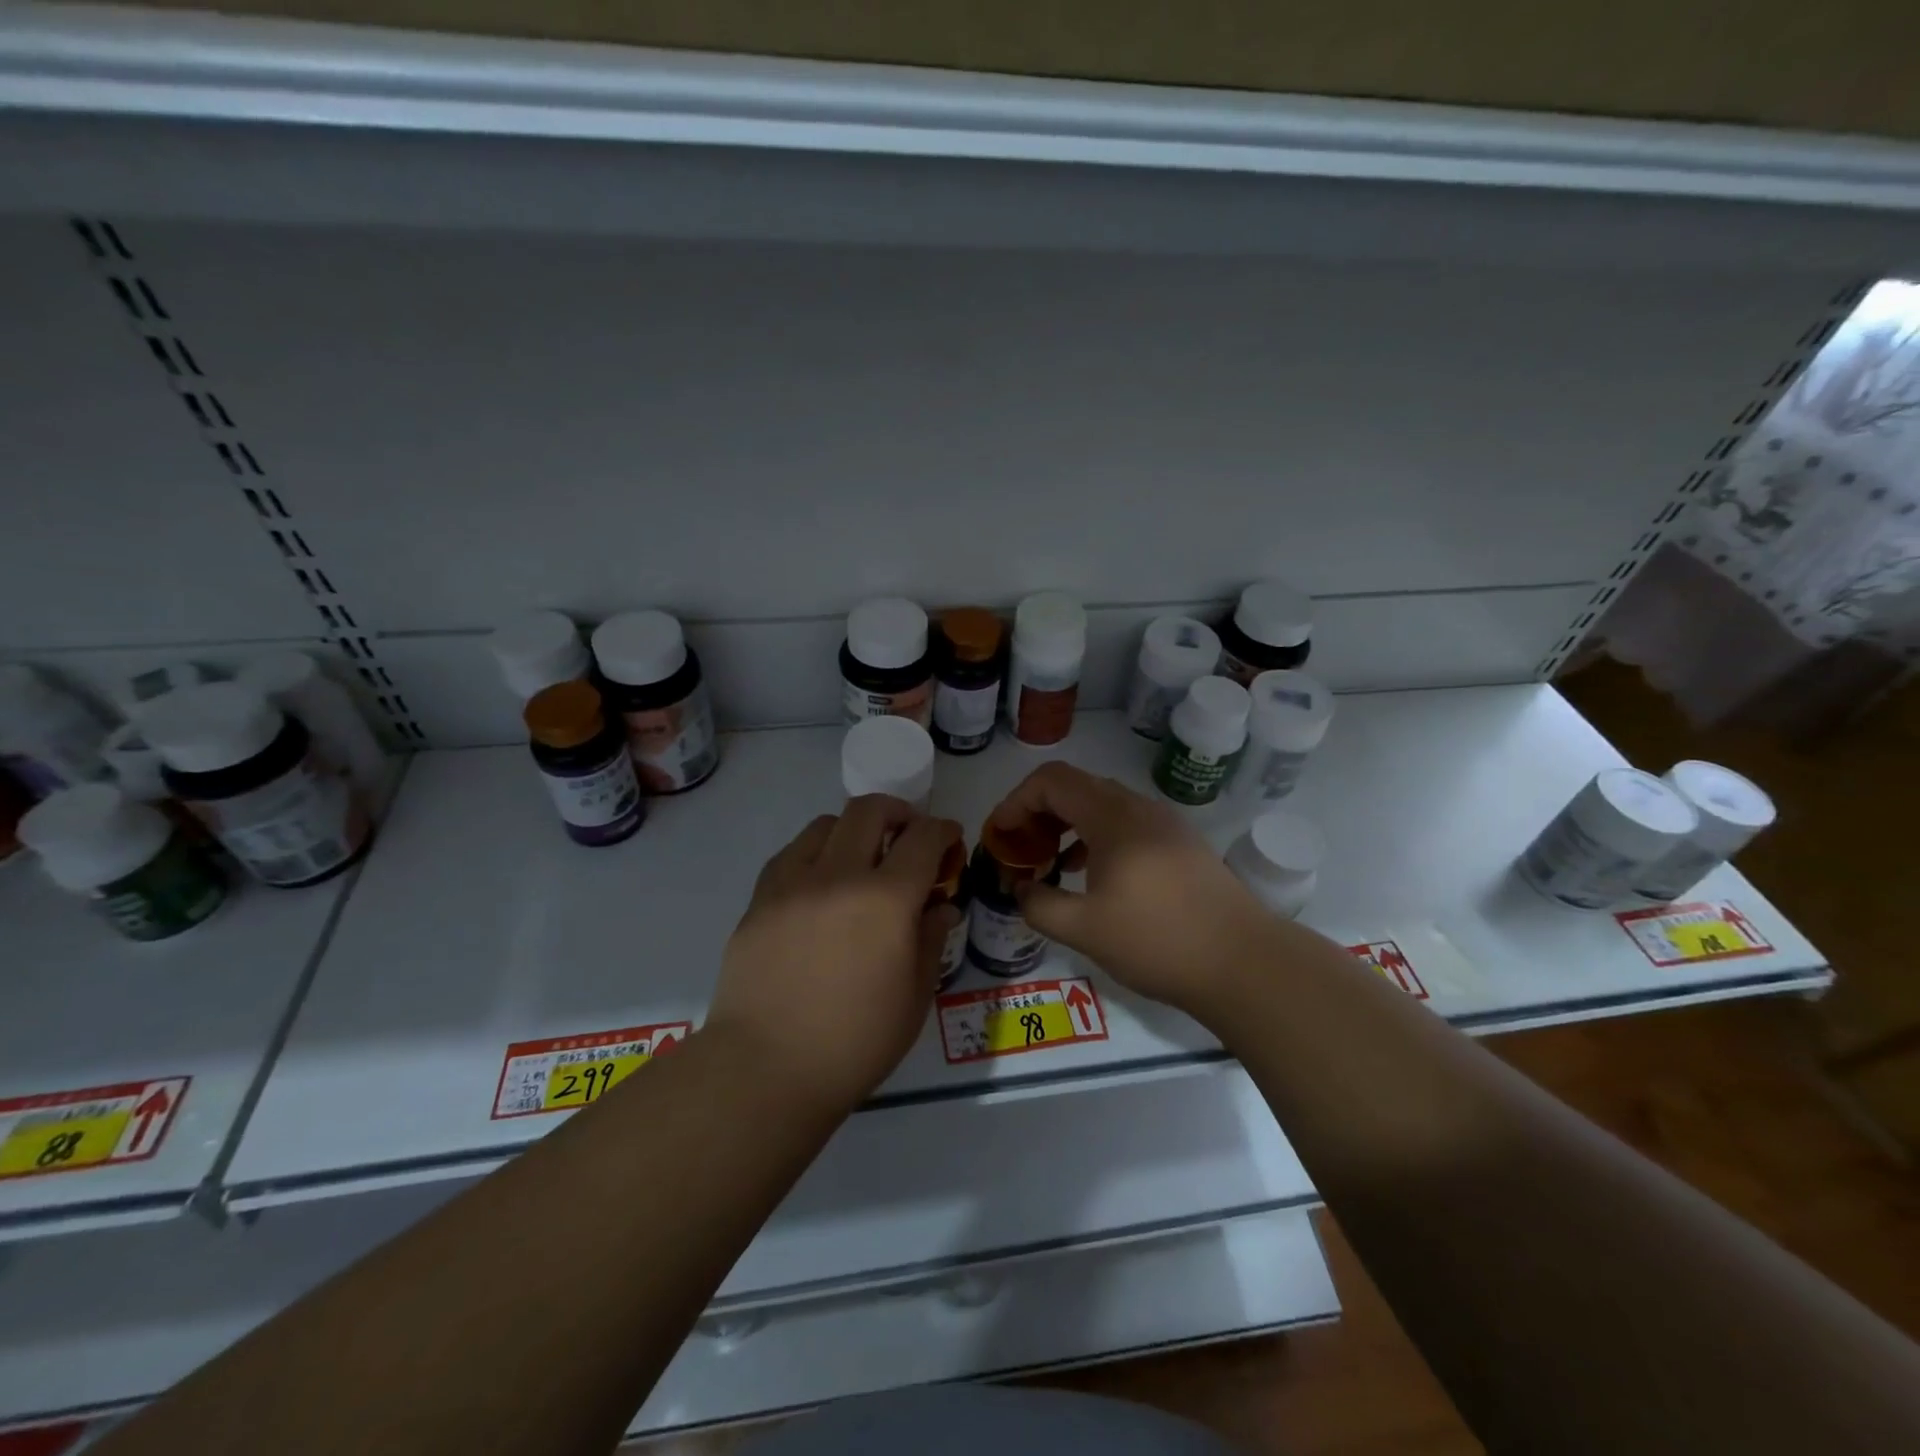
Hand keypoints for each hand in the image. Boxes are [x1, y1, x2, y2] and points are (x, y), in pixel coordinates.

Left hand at [707, 796, 961, 1113]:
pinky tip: (820, 884)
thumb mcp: (914, 997)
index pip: (923, 839)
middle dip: (899, 812)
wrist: (766, 1068)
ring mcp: (793, 882)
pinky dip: (816, 853)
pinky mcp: (760, 898)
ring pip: (826, 824)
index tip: (949, 837)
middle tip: (908, 836)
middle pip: (870, 810)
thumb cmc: (854, 1042)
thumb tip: (940, 907)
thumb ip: (931, 940)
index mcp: (886, 900)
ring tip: (860, 860)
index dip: (943, 830)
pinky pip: (792, 853)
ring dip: (854, 830)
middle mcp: (839, 875)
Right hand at [987, 762, 1273, 1017]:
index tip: (1000, 836)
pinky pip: (1125, 824)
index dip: (1016, 801)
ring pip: (1102, 805)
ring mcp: (1164, 824)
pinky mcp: (1180, 844)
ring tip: (1050, 862)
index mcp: (1113, 818)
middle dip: (1038, 812)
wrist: (1243, 962)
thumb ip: (1040, 905)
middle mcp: (1138, 808)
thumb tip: (1021, 890)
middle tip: (1020, 849)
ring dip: (1067, 824)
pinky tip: (1091, 875)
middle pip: (1075, 787)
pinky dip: (1095, 837)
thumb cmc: (1158, 941)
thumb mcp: (1085, 930)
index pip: (1051, 780)